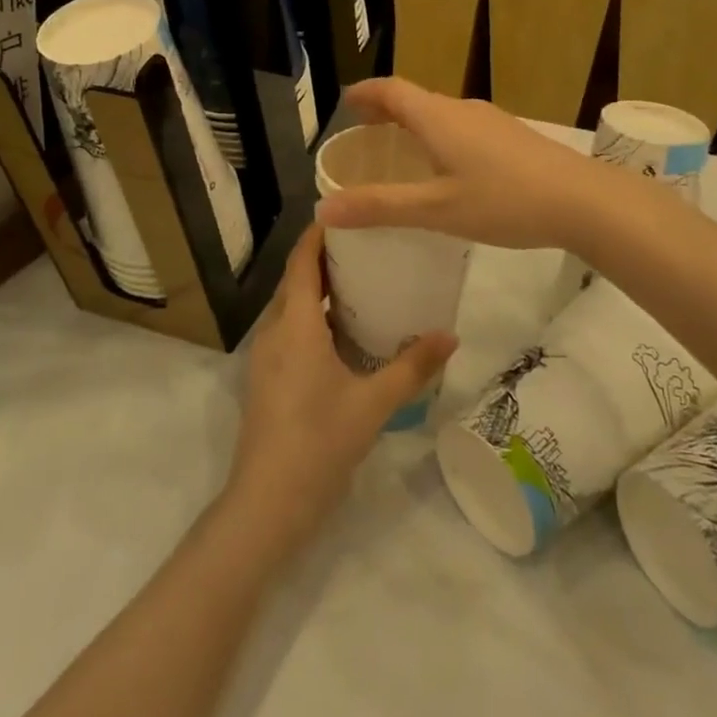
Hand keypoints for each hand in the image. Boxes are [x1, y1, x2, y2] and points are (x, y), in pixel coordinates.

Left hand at [226, 223, 455, 548]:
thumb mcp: (374, 403)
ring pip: (290, 307)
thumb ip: (413, 367)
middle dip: (324, 258)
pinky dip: (311, 318)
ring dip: (317, 289)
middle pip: (295, 279)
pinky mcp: (266, 380)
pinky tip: (342, 333)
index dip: (319, 233)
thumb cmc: (319, 442)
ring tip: (360, 282)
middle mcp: (274, 331)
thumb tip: (451, 334)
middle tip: (367, 246)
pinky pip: (288, 331)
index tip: (348, 212)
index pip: (302, 261)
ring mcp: (265, 357)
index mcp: (295, 325)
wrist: (267, 504)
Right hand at [316, 78, 638, 251]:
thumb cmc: (503, 200)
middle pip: (416, 99)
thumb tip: (324, 208)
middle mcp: (462, 110)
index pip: (392, 90)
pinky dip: (440, 138)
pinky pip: (463, 128)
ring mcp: (492, 121)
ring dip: (415, 125)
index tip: (345, 102)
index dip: (365, 93)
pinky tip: (449, 170)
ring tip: (401, 153)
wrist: (582, 199)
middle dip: (387, 111)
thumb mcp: (436, 209)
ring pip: (442, 115)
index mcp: (438, 117)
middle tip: (365, 134)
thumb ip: (381, 207)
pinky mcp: (512, 137)